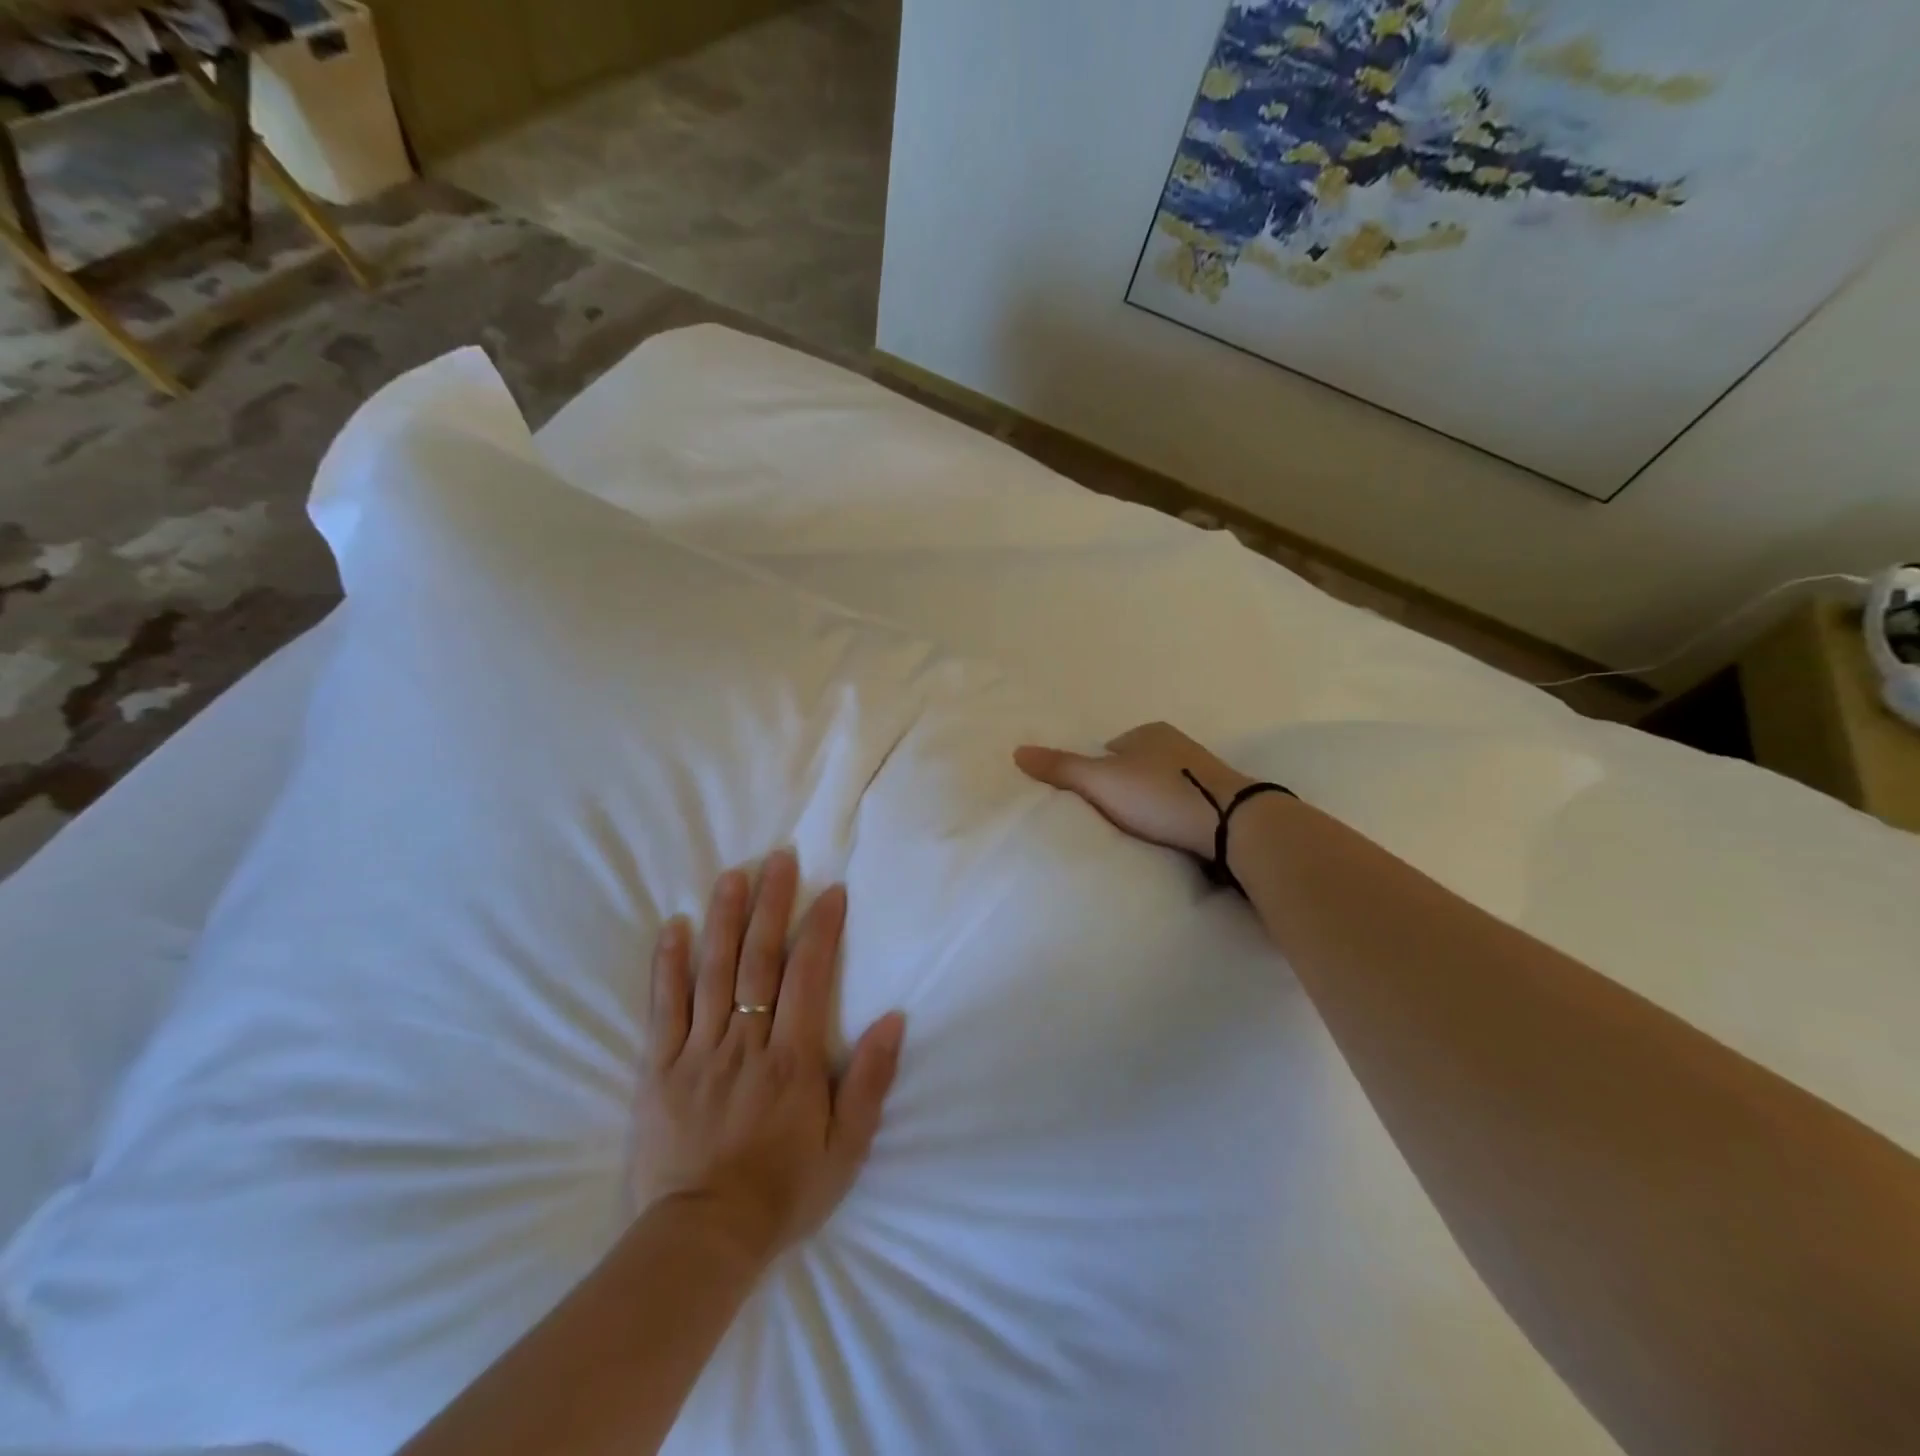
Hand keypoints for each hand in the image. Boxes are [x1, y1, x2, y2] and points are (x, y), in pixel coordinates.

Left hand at [633, 850, 905, 1266]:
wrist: (703, 1241)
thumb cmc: (784, 1192)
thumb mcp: (847, 1148)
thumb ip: (870, 1081)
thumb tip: (893, 1019)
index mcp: (791, 1060)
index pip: (808, 977)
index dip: (821, 929)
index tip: (831, 890)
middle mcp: (746, 1043)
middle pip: (759, 961)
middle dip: (772, 905)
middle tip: (778, 859)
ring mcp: (698, 1053)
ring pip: (712, 972)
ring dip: (724, 920)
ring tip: (732, 875)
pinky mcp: (659, 1069)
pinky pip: (664, 1008)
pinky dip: (668, 966)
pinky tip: (674, 927)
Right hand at [1014, 722, 1253, 858]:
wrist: (1232, 823)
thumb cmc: (1160, 794)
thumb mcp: (1101, 781)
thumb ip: (1060, 769)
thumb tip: (1017, 751)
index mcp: (1148, 732)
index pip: (1109, 749)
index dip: (1095, 773)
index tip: (1089, 800)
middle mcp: (1177, 744)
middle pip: (1135, 767)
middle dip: (1123, 788)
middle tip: (1109, 817)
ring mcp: (1202, 771)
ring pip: (1161, 786)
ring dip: (1148, 803)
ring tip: (1137, 830)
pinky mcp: (1220, 798)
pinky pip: (1182, 804)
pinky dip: (1170, 816)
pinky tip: (1166, 834)